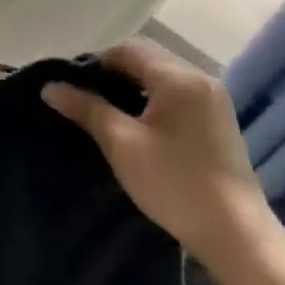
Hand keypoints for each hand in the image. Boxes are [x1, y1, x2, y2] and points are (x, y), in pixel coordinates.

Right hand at [42, 39, 282, 275]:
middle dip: (113, 75)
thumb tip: (50, 87)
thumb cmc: (174, 183)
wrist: (235, 234)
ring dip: (131, 88)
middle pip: (146, 59)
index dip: (95, 64)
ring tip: (108, 116)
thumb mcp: (121, 143)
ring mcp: (213, 101)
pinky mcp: (217, 121)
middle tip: (87, 103)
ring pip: (161, 77)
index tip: (74, 91)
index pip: (127, 50)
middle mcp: (200, 80)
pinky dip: (152, 101)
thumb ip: (86, 108)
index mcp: (179, 78)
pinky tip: (138, 127)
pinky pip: (176, 95)